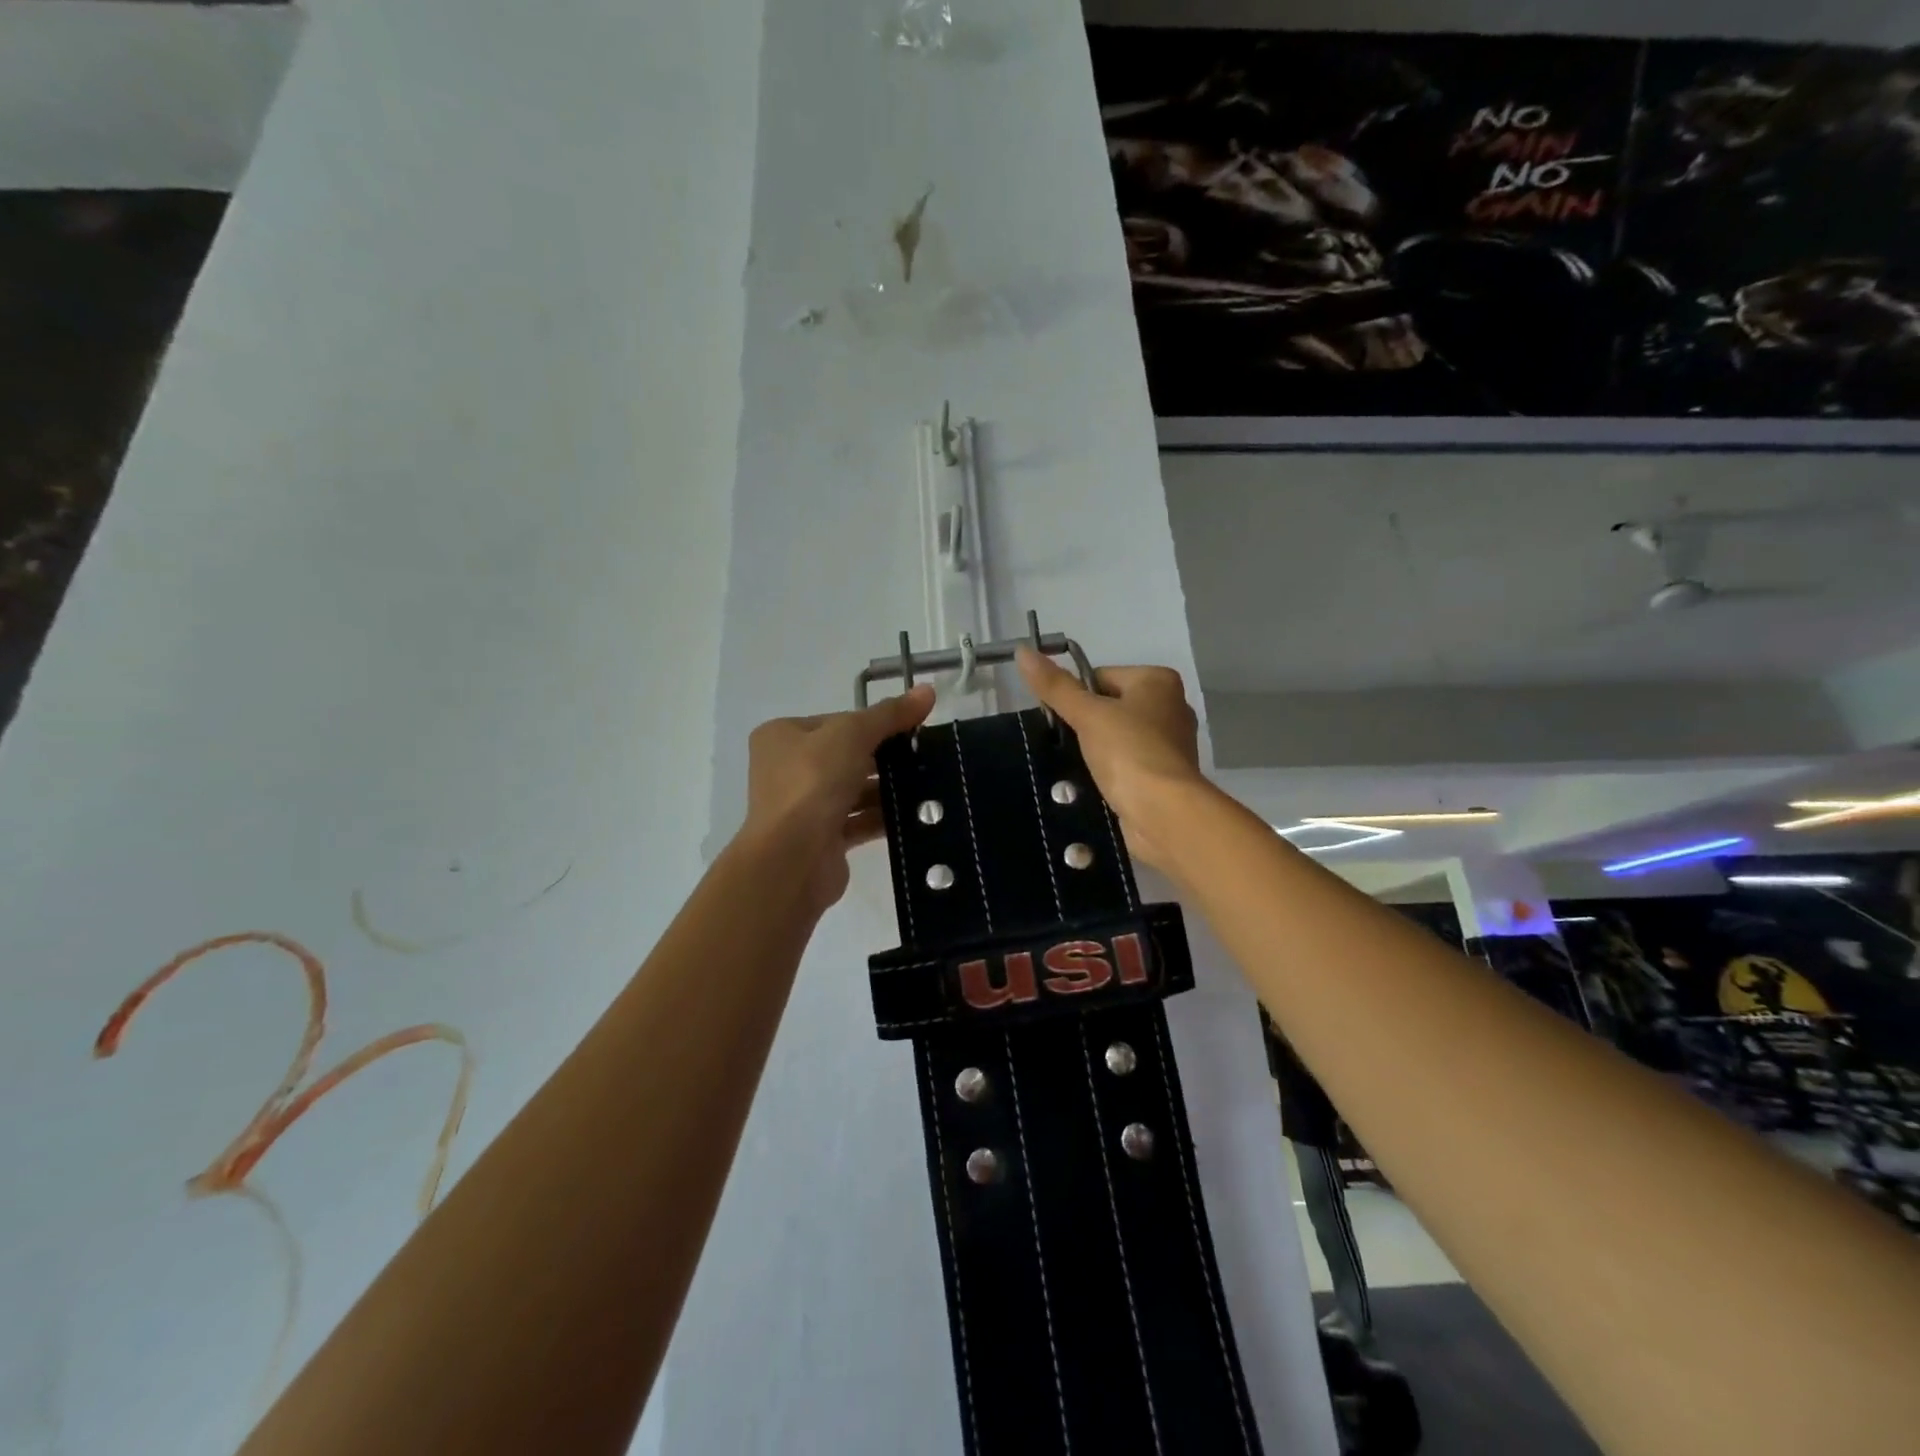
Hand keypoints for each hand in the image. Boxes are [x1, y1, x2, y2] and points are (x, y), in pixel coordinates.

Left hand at [739, 684, 935, 914]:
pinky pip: (858, 821)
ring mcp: (803, 806)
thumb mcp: (852, 734)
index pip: (837, 722)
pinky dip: (883, 817)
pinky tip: (915, 815)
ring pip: (854, 790)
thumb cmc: (813, 783)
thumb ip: (890, 714)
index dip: (874, 724)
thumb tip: (927, 690)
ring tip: (928, 785)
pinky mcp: (821, 839)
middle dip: (884, 758)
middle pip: (846, 755)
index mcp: (783, 736)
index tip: (912, 730)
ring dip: (886, 789)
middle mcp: (787, 769)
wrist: (792, 858)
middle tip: (925, 758)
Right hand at [1016, 648, 1203, 871]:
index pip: (1100, 677)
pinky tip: (1097, 783)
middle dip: (1086, 725)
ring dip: (1096, 750)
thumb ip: (1055, 686)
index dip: (1076, 697)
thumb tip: (1023, 651)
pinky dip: (1111, 770)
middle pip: (1109, 706)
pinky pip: (1127, 762)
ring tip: (1081, 767)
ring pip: (1117, 736)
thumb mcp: (1086, 714)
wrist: (1163, 812)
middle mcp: (1170, 706)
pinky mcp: (1165, 774)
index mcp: (1158, 681)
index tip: (1063, 721)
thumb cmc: (1128, 751)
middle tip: (1068, 745)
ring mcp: (1171, 743)